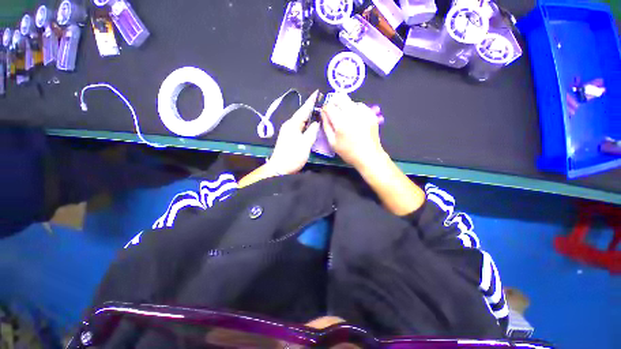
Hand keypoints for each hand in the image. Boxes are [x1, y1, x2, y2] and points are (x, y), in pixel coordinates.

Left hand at [268, 91, 320, 174]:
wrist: (279, 168)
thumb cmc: (292, 156)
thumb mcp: (305, 144)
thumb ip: (311, 132)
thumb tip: (316, 122)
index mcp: (293, 125)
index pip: (303, 110)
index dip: (311, 102)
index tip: (317, 92)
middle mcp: (289, 125)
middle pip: (301, 114)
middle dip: (310, 107)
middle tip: (321, 102)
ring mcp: (288, 131)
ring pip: (300, 120)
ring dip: (308, 115)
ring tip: (318, 110)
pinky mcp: (289, 137)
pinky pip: (299, 127)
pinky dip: (306, 124)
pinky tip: (311, 124)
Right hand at [321, 93, 385, 169]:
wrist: (369, 156)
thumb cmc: (348, 152)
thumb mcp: (332, 142)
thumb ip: (326, 126)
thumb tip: (323, 113)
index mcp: (341, 122)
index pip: (329, 106)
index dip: (325, 108)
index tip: (325, 113)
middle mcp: (352, 114)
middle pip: (340, 96)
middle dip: (334, 102)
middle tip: (333, 111)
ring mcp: (363, 113)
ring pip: (350, 100)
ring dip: (344, 106)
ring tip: (345, 118)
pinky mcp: (371, 114)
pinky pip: (360, 105)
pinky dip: (355, 109)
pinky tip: (355, 119)